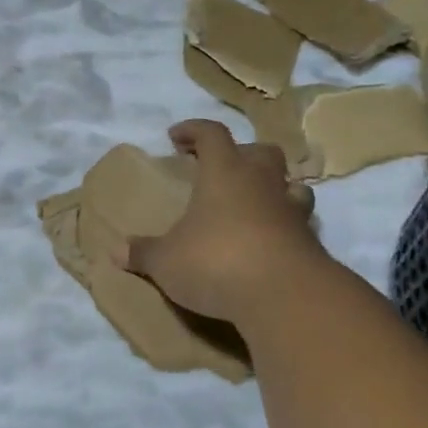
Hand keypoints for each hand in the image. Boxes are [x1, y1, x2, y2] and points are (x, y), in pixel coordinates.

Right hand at [121, 119, 326, 324]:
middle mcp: (262, 182)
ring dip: (273, 188)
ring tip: (253, 205)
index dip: (193, 130)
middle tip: (221, 171)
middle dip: (241, 154)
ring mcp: (292, 211)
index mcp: (225, 172)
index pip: (212, 134)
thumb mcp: (166, 261)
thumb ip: (143, 253)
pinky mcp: (310, 242)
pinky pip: (298, 222)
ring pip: (290, 184)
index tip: (175, 137)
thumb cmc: (217, 262)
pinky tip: (267, 243)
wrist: (285, 297)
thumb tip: (116, 251)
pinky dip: (283, 226)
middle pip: (260, 151)